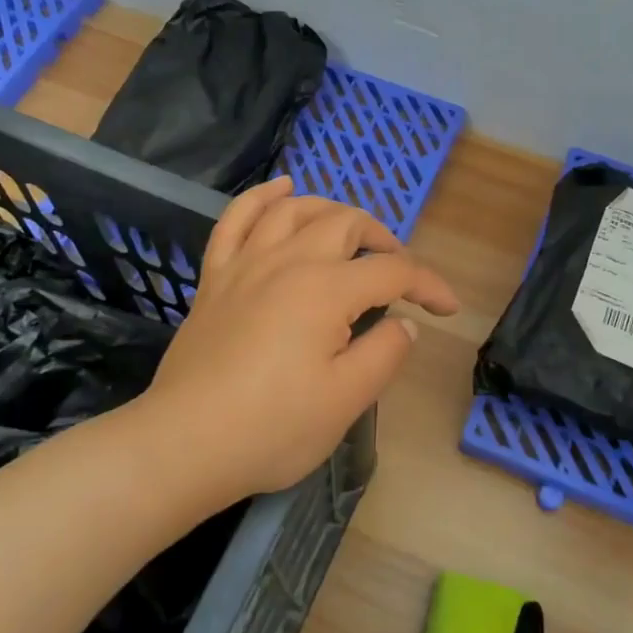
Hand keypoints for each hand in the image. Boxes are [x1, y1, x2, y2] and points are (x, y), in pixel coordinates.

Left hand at [139, 176, 459, 509]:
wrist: (185, 443)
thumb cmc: (272, 427)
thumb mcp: (346, 400)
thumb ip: (385, 353)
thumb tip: (405, 323)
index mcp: (326, 290)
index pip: (392, 271)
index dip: (427, 285)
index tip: (447, 309)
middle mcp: (288, 261)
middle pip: (346, 224)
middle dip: (383, 239)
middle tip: (399, 272)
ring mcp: (246, 264)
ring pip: (294, 210)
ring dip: (331, 210)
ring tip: (351, 230)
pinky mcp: (216, 278)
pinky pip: (236, 220)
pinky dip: (261, 198)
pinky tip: (280, 189)